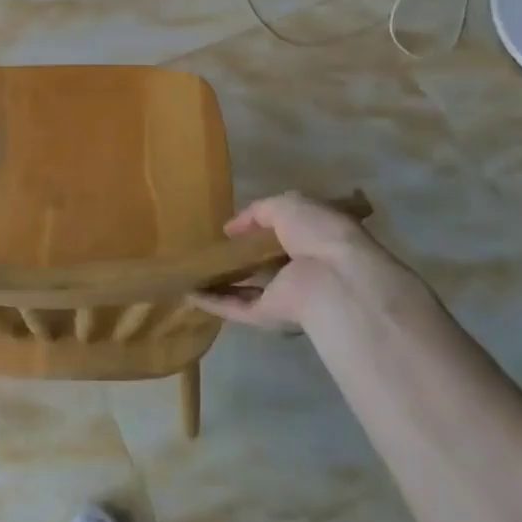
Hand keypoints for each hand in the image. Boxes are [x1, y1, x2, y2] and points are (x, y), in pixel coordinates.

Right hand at [190, 193, 407, 332]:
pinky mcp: (268, 316)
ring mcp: (284, 294)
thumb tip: (231, 228)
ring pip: (248, 289)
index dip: (262, 227)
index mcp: (313, 238)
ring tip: (192, 271)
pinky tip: (188, 293)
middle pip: (265, 264)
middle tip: (210, 248)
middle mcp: (300, 268)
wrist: (333, 281)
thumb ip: (258, 212)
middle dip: (242, 257)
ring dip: (222, 282)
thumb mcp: (287, 205)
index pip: (285, 233)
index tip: (235, 225)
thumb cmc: (317, 233)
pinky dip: (213, 302)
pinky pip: (236, 308)